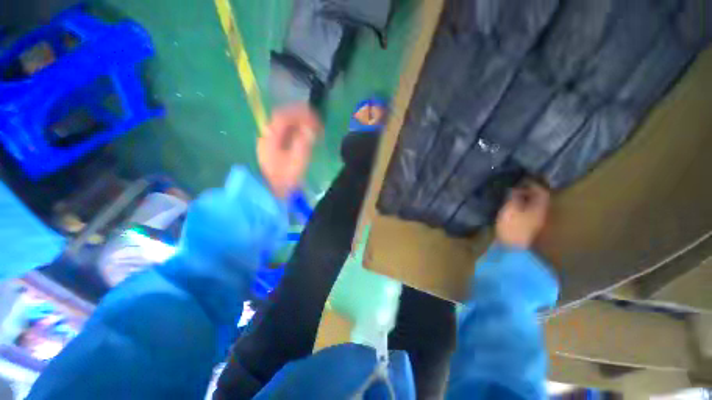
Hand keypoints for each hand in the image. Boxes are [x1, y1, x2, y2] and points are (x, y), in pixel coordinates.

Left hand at [258, 104, 321, 198]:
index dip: (300, 113)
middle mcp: (267, 137)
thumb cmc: (285, 178)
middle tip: (316, 121)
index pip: (283, 117)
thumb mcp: (297, 161)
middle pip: (282, 120)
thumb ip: (303, 142)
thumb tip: (310, 128)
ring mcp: (268, 143)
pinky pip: (284, 135)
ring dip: (298, 124)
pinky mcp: (272, 150)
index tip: (315, 116)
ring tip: (313, 128)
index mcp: (271, 138)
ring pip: (283, 127)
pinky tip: (304, 137)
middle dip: (300, 117)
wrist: (273, 194)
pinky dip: (295, 132)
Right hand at [495, 182, 549, 248]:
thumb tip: (516, 188)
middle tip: (517, 187)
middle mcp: (541, 214)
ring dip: (526, 200)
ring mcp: (536, 222)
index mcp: (539, 208)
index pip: (542, 193)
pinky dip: (523, 207)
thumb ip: (514, 197)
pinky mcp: (529, 228)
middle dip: (530, 192)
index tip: (523, 181)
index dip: (534, 185)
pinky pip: (529, 212)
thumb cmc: (512, 227)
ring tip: (514, 196)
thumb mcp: (510, 209)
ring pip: (534, 206)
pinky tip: (514, 208)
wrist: (512, 248)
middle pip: (539, 200)